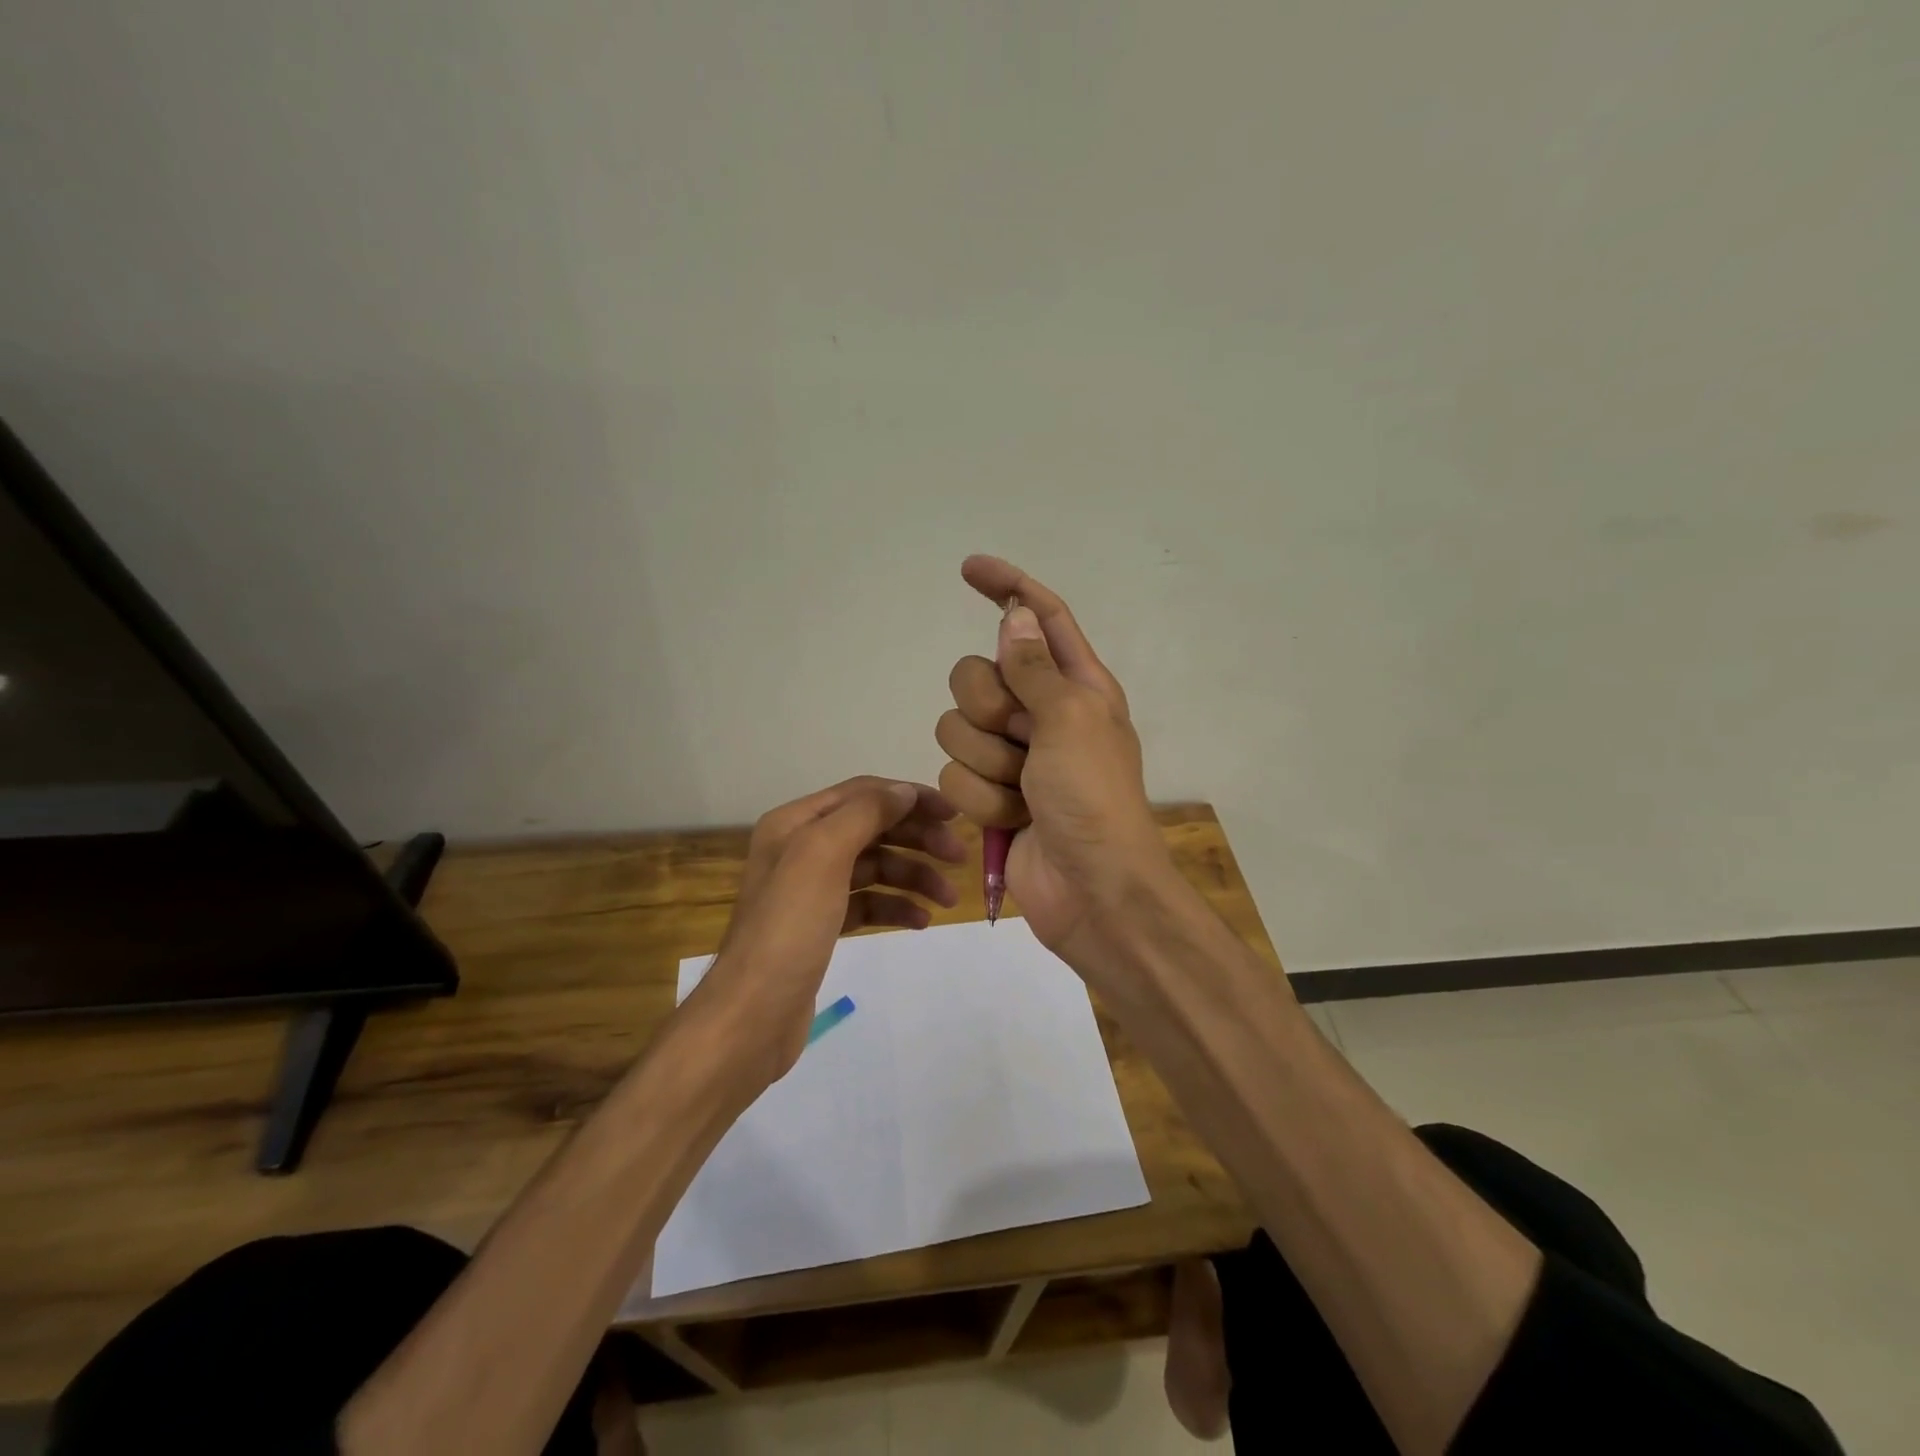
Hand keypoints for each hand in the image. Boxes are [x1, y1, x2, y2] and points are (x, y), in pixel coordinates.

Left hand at [693, 777, 964, 1080]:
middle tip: (959, 858)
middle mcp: (800, 848)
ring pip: (874, 867)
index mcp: (795, 823)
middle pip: (872, 828)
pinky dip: (895, 906)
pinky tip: (920, 921)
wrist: (753, 1015)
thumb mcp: (823, 856)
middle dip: (917, 838)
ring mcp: (810, 889)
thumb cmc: (789, 927)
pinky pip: (867, 903)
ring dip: (913, 876)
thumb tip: (904, 791)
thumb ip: (865, 814)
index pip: (863, 793)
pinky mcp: (821, 926)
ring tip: (947, 900)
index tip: (954, 815)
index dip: (910, 798)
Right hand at [935, 556, 1178, 971]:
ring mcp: (1012, 755)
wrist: (1090, 889)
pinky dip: (981, 800)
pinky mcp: (989, 794)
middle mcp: (1040, 712)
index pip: (1039, 617)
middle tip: (1020, 737)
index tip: (968, 568)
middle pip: (975, 674)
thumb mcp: (1071, 718)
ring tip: (1023, 790)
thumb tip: (1014, 613)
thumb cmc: (1093, 797)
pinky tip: (1012, 819)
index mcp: (1076, 684)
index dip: (1007, 586)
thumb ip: (1034, 664)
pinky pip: (954, 776)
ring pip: (955, 728)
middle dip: (986, 708)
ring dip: (987, 763)